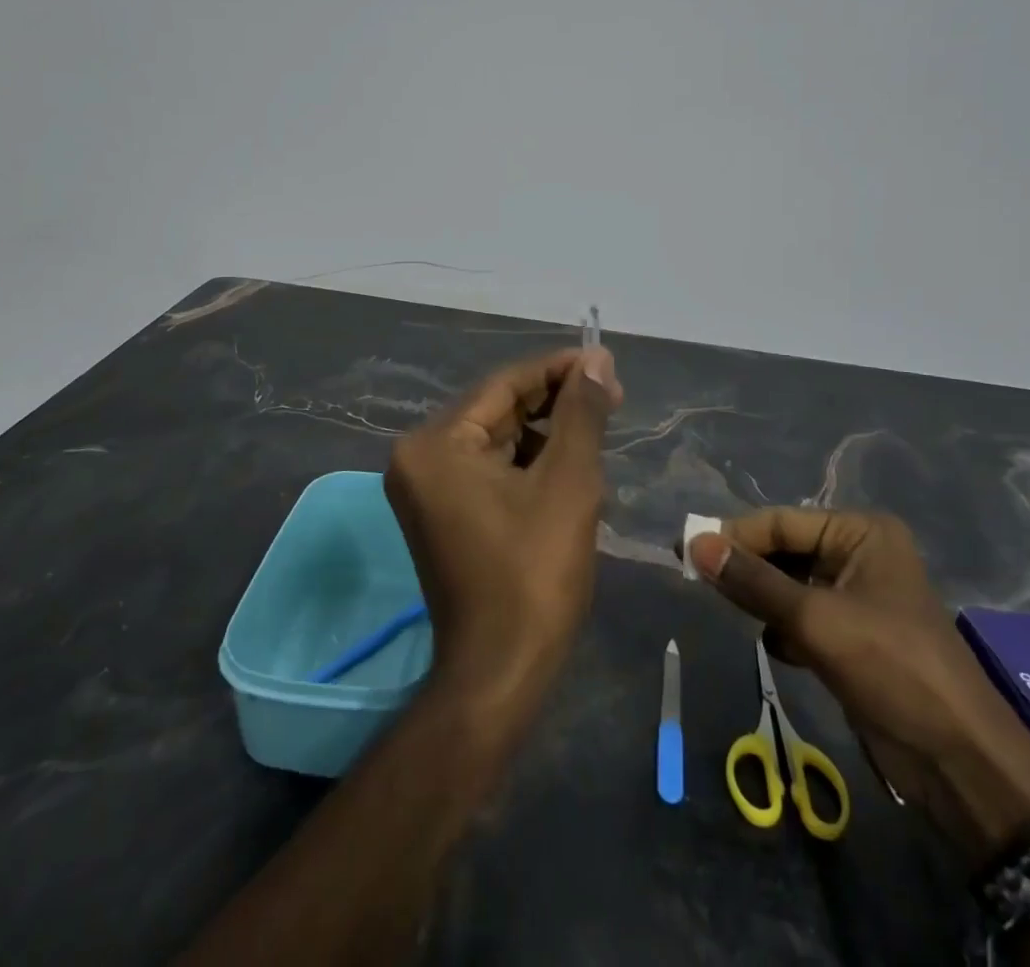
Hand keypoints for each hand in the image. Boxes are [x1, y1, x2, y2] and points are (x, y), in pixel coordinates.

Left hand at [385, 348, 622, 717]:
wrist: (501, 673)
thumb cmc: (534, 574)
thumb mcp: (568, 482)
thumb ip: (581, 412)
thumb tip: (597, 358)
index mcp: (436, 444)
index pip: (503, 384)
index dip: (557, 370)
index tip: (604, 363)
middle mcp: (419, 457)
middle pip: (498, 410)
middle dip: (555, 403)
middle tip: (610, 396)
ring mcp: (427, 488)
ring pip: (498, 440)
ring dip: (547, 433)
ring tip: (598, 430)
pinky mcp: (443, 512)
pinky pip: (490, 469)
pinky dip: (529, 463)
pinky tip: (570, 466)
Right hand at [688, 509, 1029, 849]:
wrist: (959, 761)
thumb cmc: (892, 668)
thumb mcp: (815, 620)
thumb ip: (752, 581)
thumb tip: (695, 543)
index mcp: (861, 533)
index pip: (782, 522)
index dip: (733, 534)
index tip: (685, 547)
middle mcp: (860, 555)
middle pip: (785, 551)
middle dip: (747, 568)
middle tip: (696, 577)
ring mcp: (858, 597)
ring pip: (790, 585)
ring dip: (763, 600)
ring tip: (733, 611)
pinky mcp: (854, 636)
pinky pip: (803, 616)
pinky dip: (784, 628)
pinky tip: (780, 650)